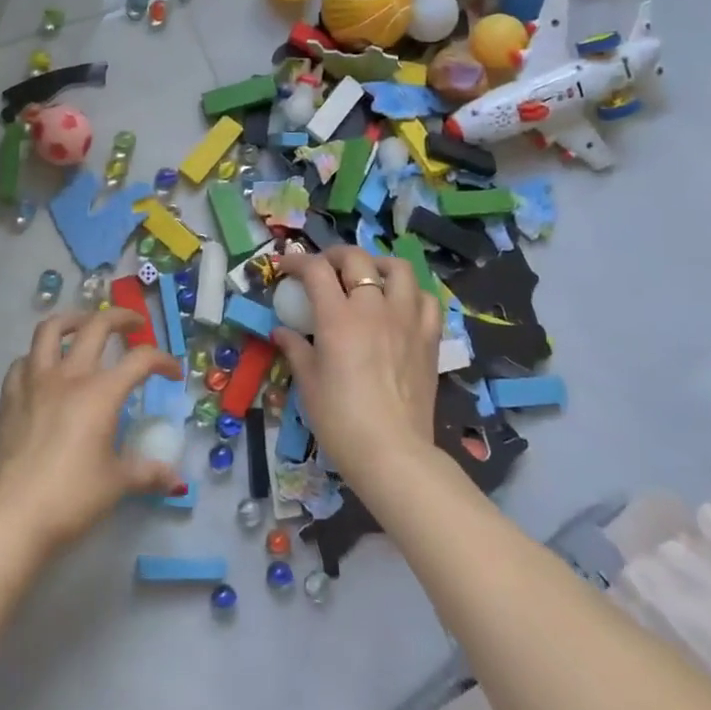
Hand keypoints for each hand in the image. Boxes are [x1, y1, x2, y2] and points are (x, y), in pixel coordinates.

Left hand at [0, 310, 184, 553]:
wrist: (9, 517)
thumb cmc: (70, 498)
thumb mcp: (116, 485)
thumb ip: (146, 473)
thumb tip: (174, 479)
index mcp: (100, 392)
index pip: (140, 360)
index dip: (162, 360)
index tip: (173, 373)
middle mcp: (68, 376)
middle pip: (96, 326)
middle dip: (120, 318)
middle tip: (133, 326)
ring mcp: (34, 382)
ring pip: (50, 329)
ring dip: (72, 321)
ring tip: (83, 327)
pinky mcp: (8, 397)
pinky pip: (23, 361)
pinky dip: (37, 356)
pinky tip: (44, 369)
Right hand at [272, 247, 441, 488]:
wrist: (392, 453)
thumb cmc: (340, 420)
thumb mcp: (308, 383)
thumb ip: (295, 349)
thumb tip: (281, 332)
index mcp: (338, 317)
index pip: (315, 270)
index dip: (296, 262)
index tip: (285, 268)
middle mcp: (373, 308)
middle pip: (356, 258)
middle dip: (335, 255)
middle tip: (323, 268)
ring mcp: (406, 320)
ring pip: (398, 269)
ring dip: (378, 265)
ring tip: (367, 277)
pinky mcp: (429, 338)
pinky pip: (426, 299)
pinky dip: (412, 293)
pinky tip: (400, 305)